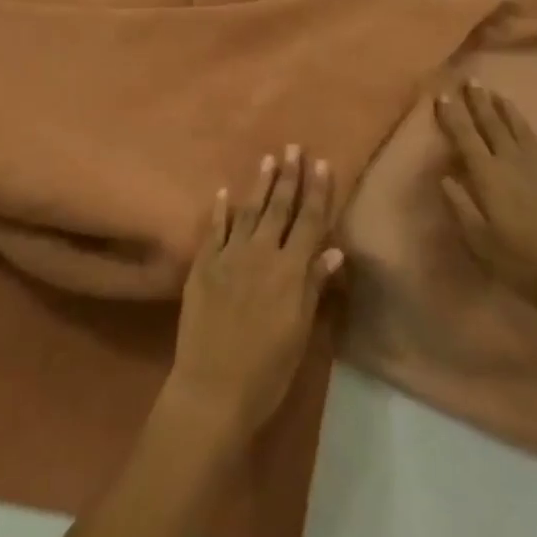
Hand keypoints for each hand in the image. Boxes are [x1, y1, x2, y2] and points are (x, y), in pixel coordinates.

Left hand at [165, 146, 344, 442]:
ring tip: (267, 159)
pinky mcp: (203, 266)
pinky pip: (214, 230)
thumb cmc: (267, 369)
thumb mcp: (300, 331)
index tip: (322, 163)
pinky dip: (220, 210)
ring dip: (259, 184)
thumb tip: (333, 249)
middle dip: (289, 176)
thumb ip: (313, 286)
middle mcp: (261, 254)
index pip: (309, 221)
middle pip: (279, 208)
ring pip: (248, 211)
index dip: (317, 192)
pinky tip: (223, 192)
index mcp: (290, 270)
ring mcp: (229, 257)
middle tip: (293, 147)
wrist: (212, 389)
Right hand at [436, 82, 536, 317]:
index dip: (453, 116)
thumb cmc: (522, 262)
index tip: (443, 93)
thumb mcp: (480, 241)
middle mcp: (515, 163)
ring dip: (511, 112)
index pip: (466, 138)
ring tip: (501, 94)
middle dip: (481, 103)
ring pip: (524, 132)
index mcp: (490, 176)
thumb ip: (461, 206)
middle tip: (472, 79)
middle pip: (494, 126)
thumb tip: (445, 176)